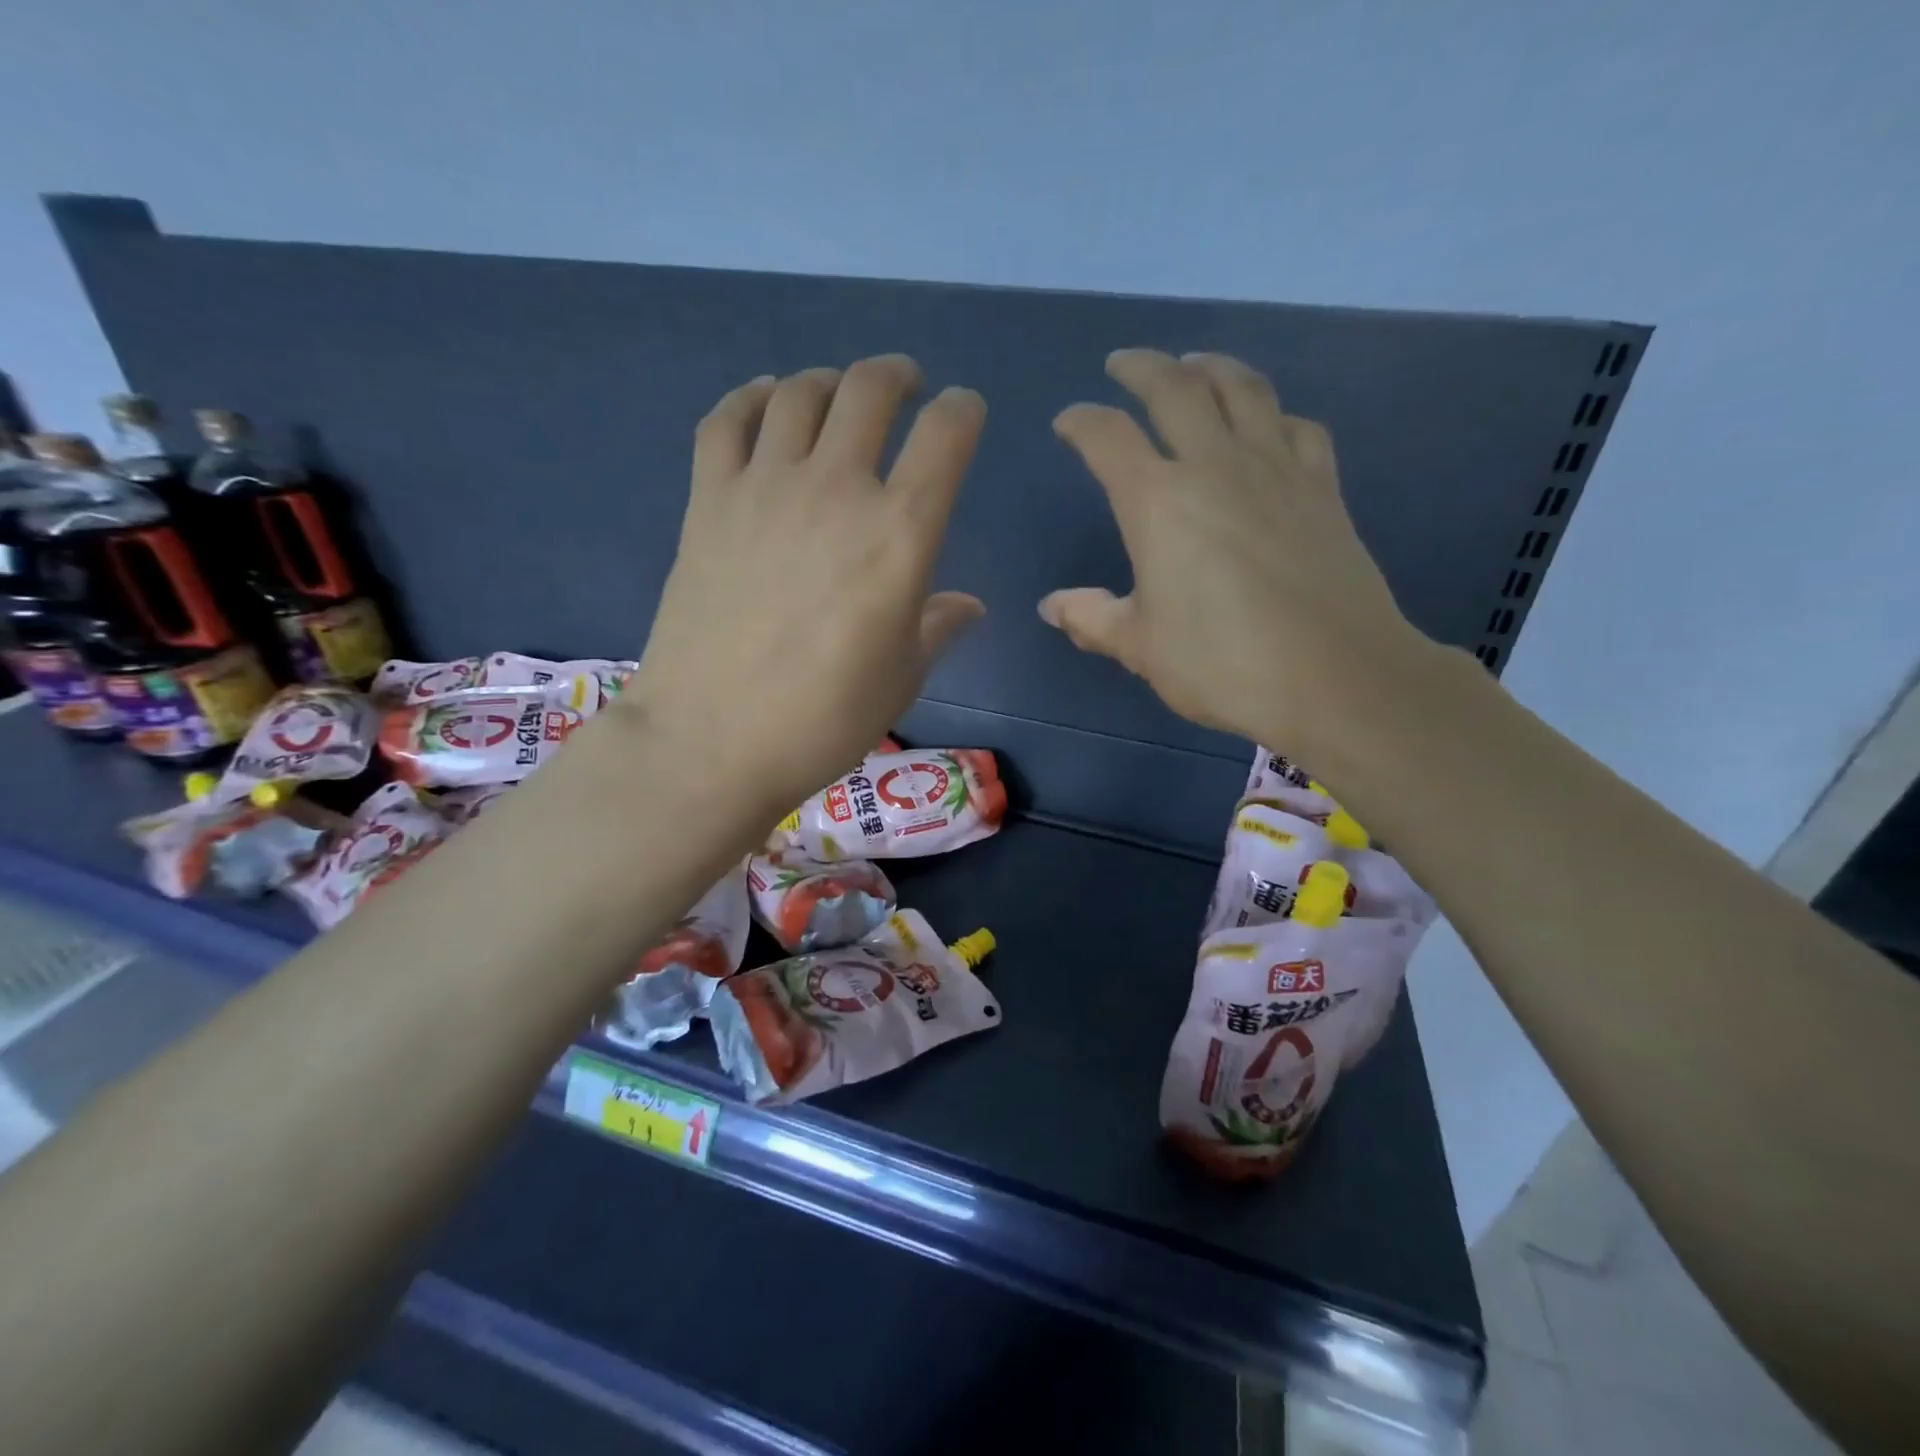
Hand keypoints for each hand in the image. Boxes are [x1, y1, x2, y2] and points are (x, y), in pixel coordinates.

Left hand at [620, 355, 984, 822]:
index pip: (946, 436)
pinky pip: (726, 420)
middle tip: (905, 386)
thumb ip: (938, 627)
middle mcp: (836, 490)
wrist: (712, 740)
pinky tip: (765, 402)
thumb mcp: (902, 678)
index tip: (964, 413)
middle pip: (870, 390)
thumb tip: (969, 605)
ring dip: (830, 381)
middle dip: (898, 375)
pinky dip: (751, 398)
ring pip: (800, 391)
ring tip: (838, 395)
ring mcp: (764, 488)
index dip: (963, 411)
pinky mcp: (708, 500)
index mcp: (899, 534)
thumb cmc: (824, 719)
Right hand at [1041, 349, 1428, 760]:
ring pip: (1243, 390)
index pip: (1108, 438)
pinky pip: (1298, 427)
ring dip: (1211, 367)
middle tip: (1123, 363)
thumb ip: (1092, 618)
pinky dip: (1275, 414)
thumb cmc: (1221, 663)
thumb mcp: (1140, 647)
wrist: (1334, 676)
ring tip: (1194, 364)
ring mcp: (1276, 469)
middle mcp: (1215, 466)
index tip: (1068, 422)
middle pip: (1175, 389)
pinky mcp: (1322, 487)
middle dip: (1142, 367)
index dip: (1081, 422)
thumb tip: (1052, 607)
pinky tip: (1269, 423)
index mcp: (1158, 502)